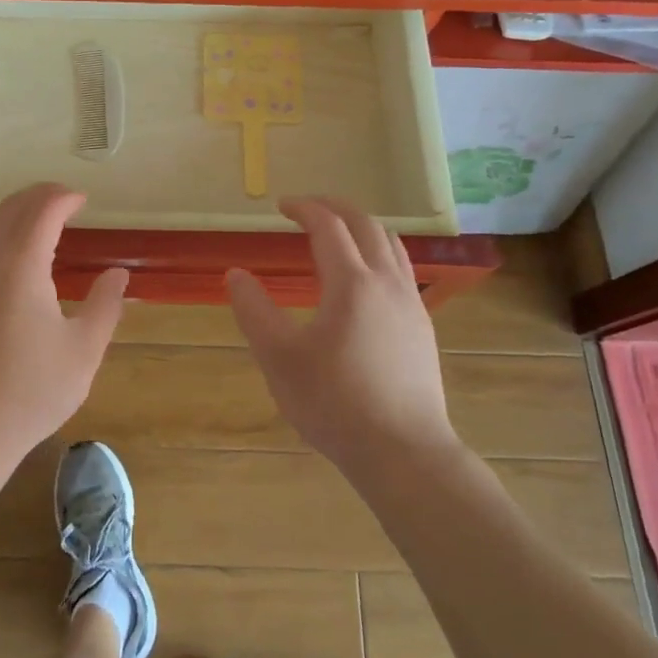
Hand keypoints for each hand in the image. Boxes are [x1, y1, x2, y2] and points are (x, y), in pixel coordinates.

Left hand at [0, 183, 128, 466]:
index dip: (63, 198)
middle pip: (9, 210)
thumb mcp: (83, 350)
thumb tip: (118, 273)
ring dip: (14, 213)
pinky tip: (11, 260)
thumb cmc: (31, 391)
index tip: (82, 199)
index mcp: (21, 265)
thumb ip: (105, 305)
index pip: (41, 211)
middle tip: (63, 198)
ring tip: (39, 219)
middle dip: (37, 196)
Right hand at [227, 197, 458, 476]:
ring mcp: (411, 303)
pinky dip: (379, 253)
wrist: (404, 452)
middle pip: (366, 224)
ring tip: (338, 234)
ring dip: (362, 227)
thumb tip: (235, 274)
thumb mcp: (279, 358)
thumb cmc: (335, 403)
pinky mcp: (422, 327)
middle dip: (335, 207)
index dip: (304, 208)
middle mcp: (386, 281)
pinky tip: (366, 280)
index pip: (328, 226)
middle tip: (308, 208)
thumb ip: (254, 311)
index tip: (282, 205)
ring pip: (391, 244)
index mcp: (351, 282)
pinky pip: (402, 269)